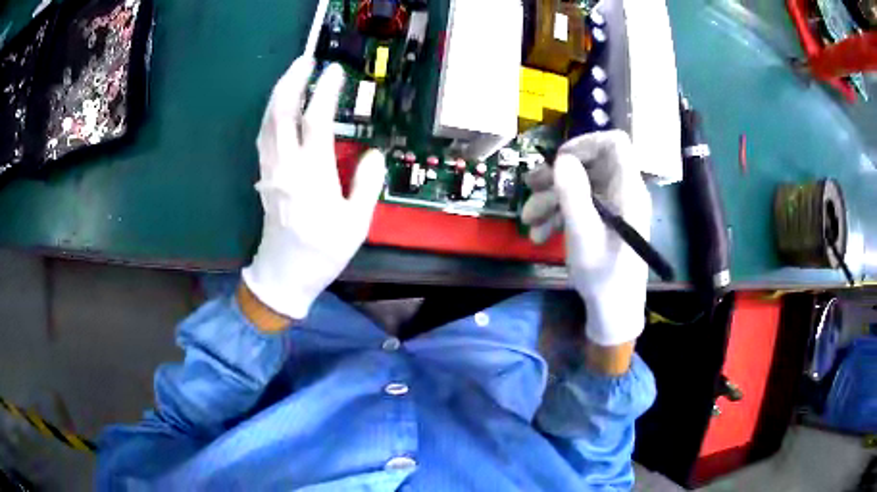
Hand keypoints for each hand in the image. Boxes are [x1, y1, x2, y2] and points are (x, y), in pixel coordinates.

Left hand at [242, 57, 386, 320]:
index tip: (335, 72)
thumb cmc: (322, 252)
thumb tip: (374, 153)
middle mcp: (286, 166)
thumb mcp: (356, 224)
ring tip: (292, 73)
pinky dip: (270, 113)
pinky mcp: (264, 175)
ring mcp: (271, 170)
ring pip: (268, 122)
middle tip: (305, 59)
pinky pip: (264, 136)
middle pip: (282, 114)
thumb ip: (367, 184)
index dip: (325, 92)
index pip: (317, 122)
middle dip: (292, 81)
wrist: (284, 274)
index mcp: (312, 176)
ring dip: (278, 93)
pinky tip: (278, 105)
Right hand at [522, 130, 650, 345]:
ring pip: (580, 186)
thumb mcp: (583, 234)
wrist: (613, 309)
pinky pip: (581, 205)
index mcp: (627, 189)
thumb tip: (561, 160)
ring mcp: (614, 206)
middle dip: (557, 176)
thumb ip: (573, 194)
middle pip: (590, 165)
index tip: (560, 160)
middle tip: (529, 187)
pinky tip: (541, 235)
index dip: (586, 143)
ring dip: (551, 199)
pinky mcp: (605, 220)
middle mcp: (622, 191)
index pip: (615, 143)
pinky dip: (559, 215)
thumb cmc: (603, 274)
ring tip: (528, 221)